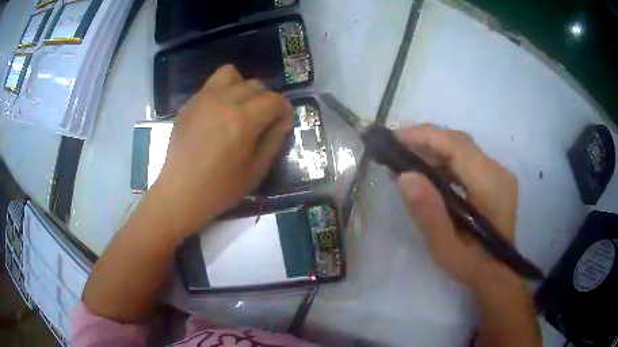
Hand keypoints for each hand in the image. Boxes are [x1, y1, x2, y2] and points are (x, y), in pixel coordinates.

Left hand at [148, 65, 292, 237]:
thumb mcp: (256, 171)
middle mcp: (223, 101)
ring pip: (231, 74)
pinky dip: (222, 91)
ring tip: (239, 108)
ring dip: (242, 88)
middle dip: (265, 100)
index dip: (284, 110)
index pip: (274, 99)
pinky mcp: (189, 103)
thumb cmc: (220, 188)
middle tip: (261, 120)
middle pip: (255, 85)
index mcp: (243, 120)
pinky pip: (212, 84)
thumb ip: (274, 140)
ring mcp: (203, 99)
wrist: (181, 192)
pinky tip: (218, 114)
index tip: (282, 123)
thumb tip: (283, 120)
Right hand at [396, 124, 520, 290]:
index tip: (395, 138)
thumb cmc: (472, 265)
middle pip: (459, 142)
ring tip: (407, 162)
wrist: (498, 273)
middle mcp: (497, 171)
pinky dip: (445, 161)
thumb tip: (404, 176)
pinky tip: (429, 174)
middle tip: (396, 149)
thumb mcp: (445, 247)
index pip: (456, 145)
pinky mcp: (495, 179)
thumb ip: (428, 212)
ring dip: (434, 150)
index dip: (425, 136)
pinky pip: (467, 160)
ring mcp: (498, 174)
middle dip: (426, 140)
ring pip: (462, 149)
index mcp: (490, 185)